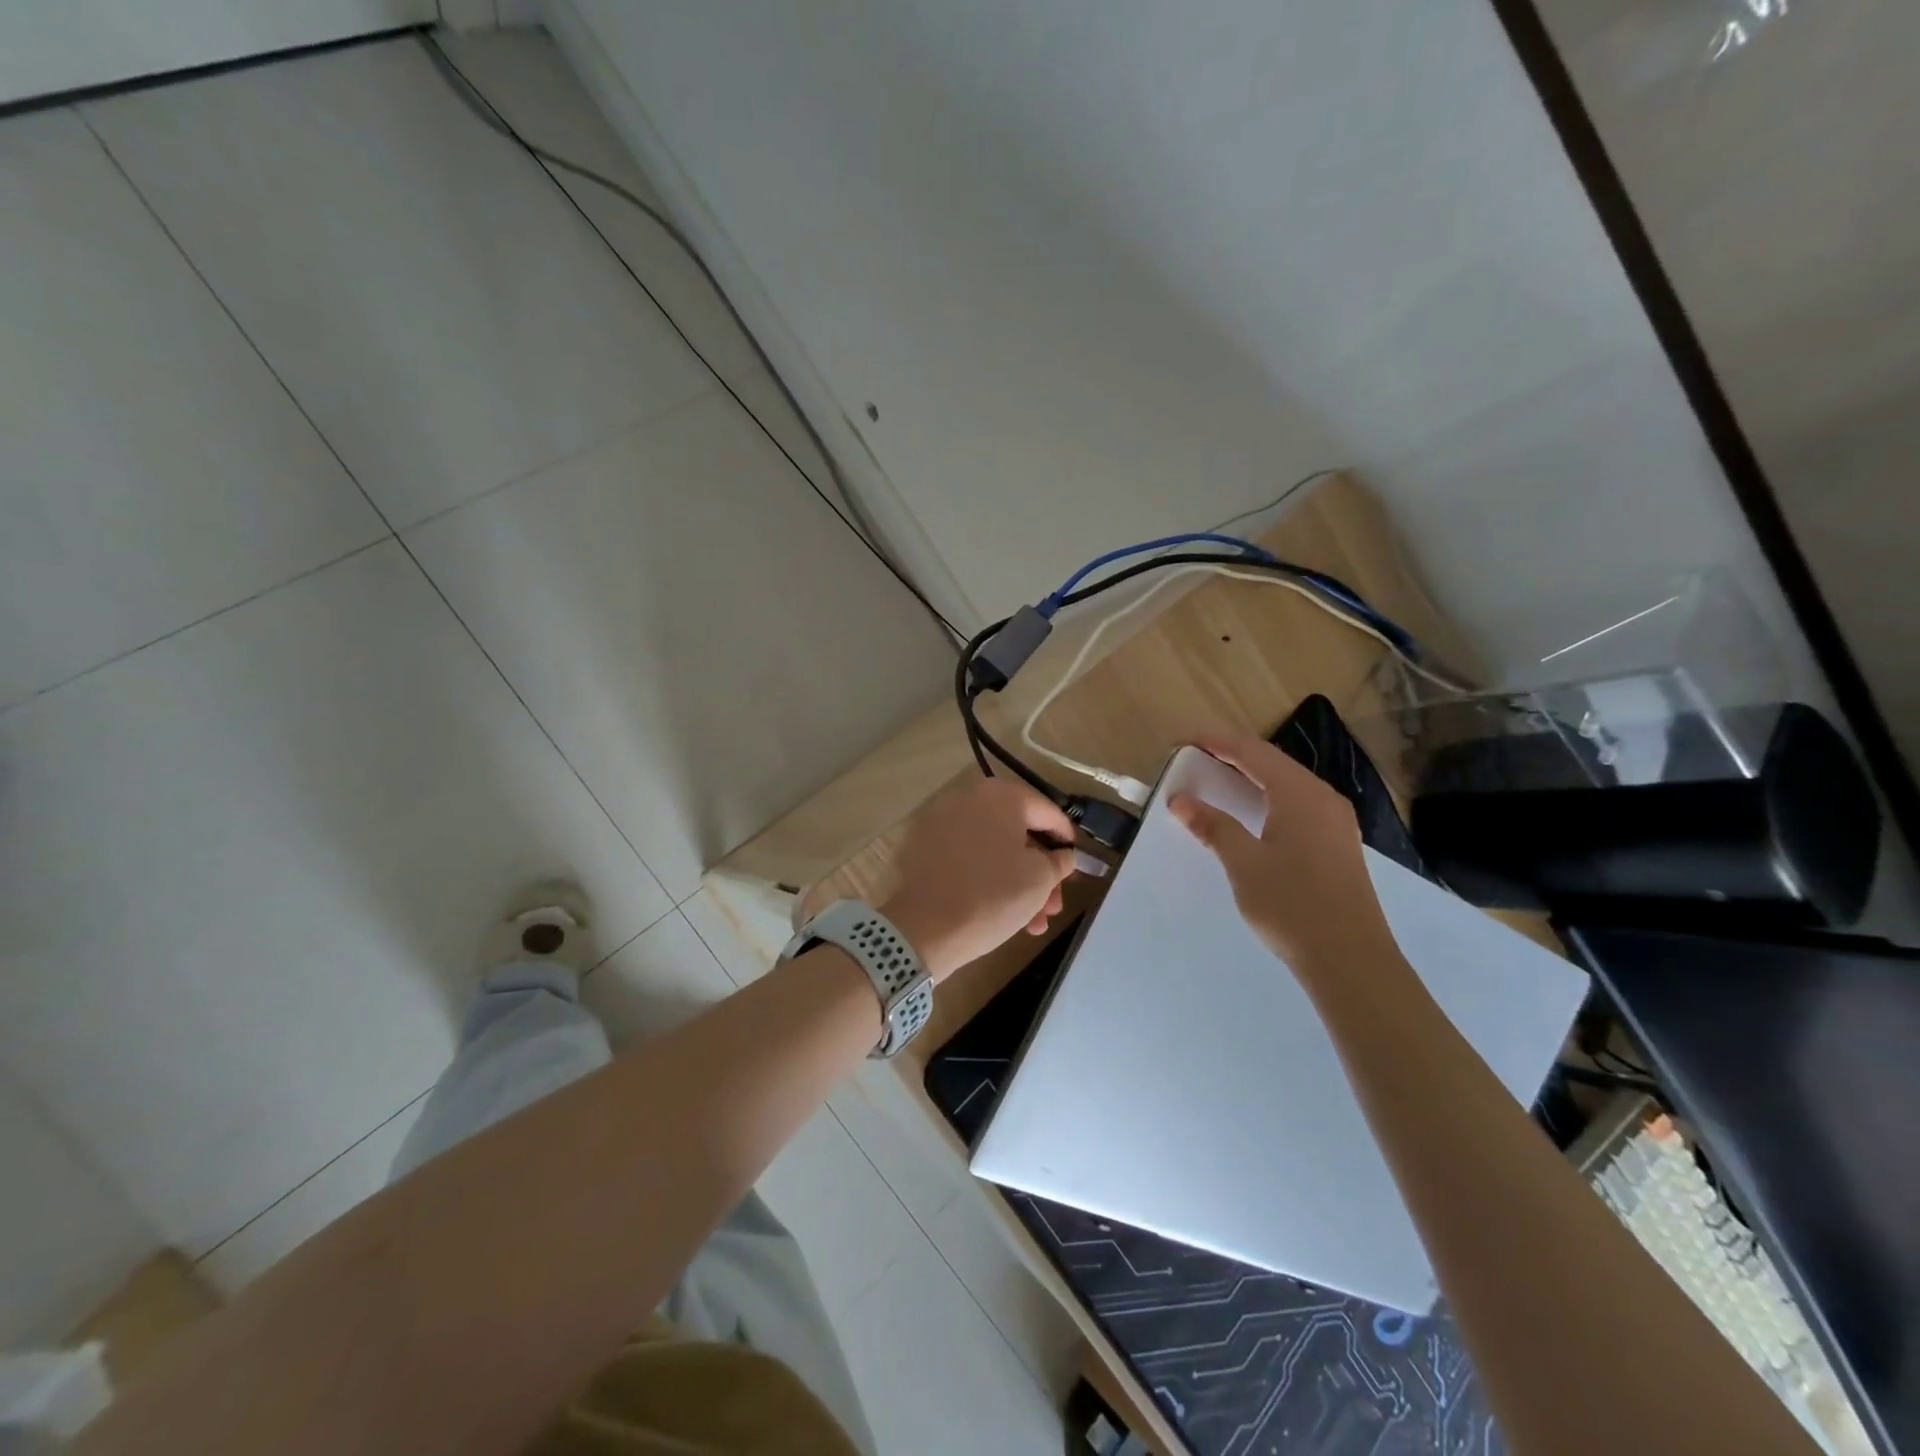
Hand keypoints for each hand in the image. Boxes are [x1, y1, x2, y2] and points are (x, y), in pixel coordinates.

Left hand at [881, 778, 1078, 980]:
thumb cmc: (993, 895)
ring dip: (1020, 883)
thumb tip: (1062, 855)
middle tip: (1054, 905)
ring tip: (1035, 923)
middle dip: (1042, 873)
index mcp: (1002, 796)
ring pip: (996, 851)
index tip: (1076, 865)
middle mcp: (971, 800)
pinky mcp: (927, 849)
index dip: (1067, 840)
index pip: (1048, 812)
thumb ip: (1059, 861)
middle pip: (1020, 834)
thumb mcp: (1040, 879)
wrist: (924, 927)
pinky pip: (971, 859)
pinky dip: (991, 880)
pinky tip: (1007, 916)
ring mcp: (945, 823)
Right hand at [1169, 735, 1396, 979]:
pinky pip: (1299, 803)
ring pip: (1288, 783)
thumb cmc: (1292, 905)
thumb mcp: (1244, 864)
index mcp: (1300, 794)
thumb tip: (1181, 800)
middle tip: (1197, 758)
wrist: (1351, 959)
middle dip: (1234, 755)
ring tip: (1220, 779)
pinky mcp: (1338, 843)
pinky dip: (1270, 797)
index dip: (1218, 743)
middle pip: (1273, 762)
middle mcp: (1323, 798)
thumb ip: (1213, 826)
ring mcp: (1335, 821)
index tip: (1185, 742)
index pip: (1253, 752)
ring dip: (1253, 776)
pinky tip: (1255, 813)